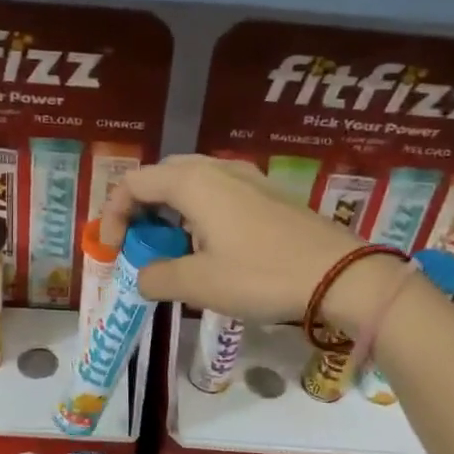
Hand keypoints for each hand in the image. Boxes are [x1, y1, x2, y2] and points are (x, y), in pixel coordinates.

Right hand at [99, 154, 405, 334]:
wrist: (342, 276)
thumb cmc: (262, 276)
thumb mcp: (199, 284)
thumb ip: (157, 277)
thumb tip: (141, 276)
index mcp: (193, 183)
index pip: (133, 183)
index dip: (112, 214)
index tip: (112, 251)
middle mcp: (217, 169)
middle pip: (161, 176)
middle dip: (141, 208)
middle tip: (139, 244)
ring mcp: (247, 178)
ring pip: (192, 183)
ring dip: (171, 211)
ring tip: (172, 249)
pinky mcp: (268, 194)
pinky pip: (218, 192)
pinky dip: (199, 213)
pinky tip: (211, 246)